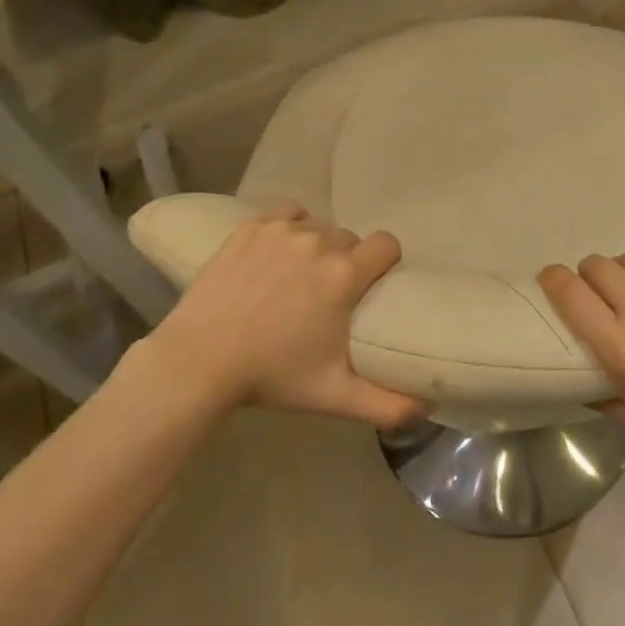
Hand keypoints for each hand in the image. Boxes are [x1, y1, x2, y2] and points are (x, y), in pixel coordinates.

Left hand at [123, 203, 423, 428]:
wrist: (198, 361)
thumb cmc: (272, 376)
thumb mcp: (333, 395)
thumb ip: (386, 405)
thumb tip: (426, 410)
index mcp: (345, 274)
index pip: (387, 244)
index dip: (384, 262)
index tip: (372, 284)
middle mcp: (320, 242)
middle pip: (350, 239)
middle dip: (346, 262)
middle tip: (327, 295)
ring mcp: (283, 231)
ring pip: (318, 227)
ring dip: (316, 247)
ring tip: (296, 278)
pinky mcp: (251, 228)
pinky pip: (287, 215)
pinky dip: (288, 228)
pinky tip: (276, 254)